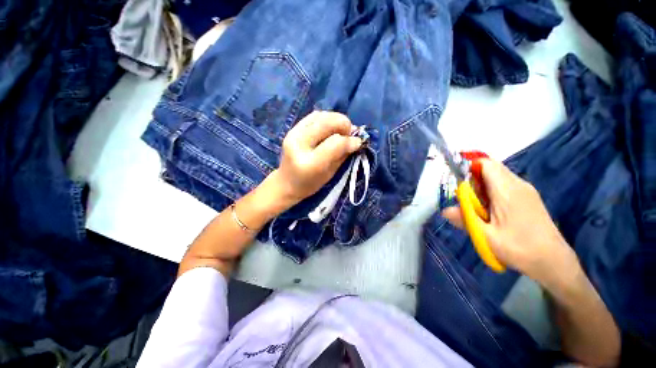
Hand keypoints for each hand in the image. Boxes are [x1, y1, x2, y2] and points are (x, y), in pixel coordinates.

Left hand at [271, 111, 362, 205]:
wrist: (286, 183)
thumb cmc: (311, 184)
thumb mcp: (331, 174)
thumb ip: (343, 155)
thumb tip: (357, 139)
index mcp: (310, 163)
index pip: (335, 143)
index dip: (350, 140)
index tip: (358, 142)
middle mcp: (299, 145)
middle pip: (326, 123)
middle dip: (344, 124)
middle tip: (350, 133)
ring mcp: (293, 134)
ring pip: (320, 116)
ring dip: (335, 119)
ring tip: (341, 130)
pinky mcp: (291, 129)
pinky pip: (313, 116)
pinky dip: (326, 118)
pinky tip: (330, 127)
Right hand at [442, 159, 577, 283]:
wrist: (553, 262)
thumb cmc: (520, 249)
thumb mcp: (486, 237)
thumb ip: (464, 220)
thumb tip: (444, 210)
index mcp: (507, 191)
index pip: (486, 164)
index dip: (468, 166)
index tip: (456, 181)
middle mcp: (518, 185)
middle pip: (490, 169)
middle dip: (473, 180)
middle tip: (466, 200)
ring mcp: (525, 190)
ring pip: (497, 177)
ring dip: (482, 187)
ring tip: (478, 208)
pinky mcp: (528, 197)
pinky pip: (505, 185)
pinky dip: (492, 192)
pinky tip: (491, 211)